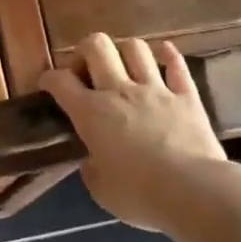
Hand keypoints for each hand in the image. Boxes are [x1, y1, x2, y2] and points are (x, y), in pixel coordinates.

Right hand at [40, 34, 228, 231]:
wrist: (193, 192)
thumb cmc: (140, 195)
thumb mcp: (102, 192)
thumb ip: (92, 171)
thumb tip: (91, 163)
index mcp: (91, 113)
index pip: (61, 82)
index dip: (49, 78)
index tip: (47, 82)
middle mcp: (119, 91)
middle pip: (97, 46)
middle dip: (85, 50)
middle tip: (86, 70)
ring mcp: (155, 89)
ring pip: (135, 48)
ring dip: (124, 51)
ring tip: (123, 65)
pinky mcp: (186, 96)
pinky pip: (177, 65)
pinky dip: (169, 56)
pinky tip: (165, 53)